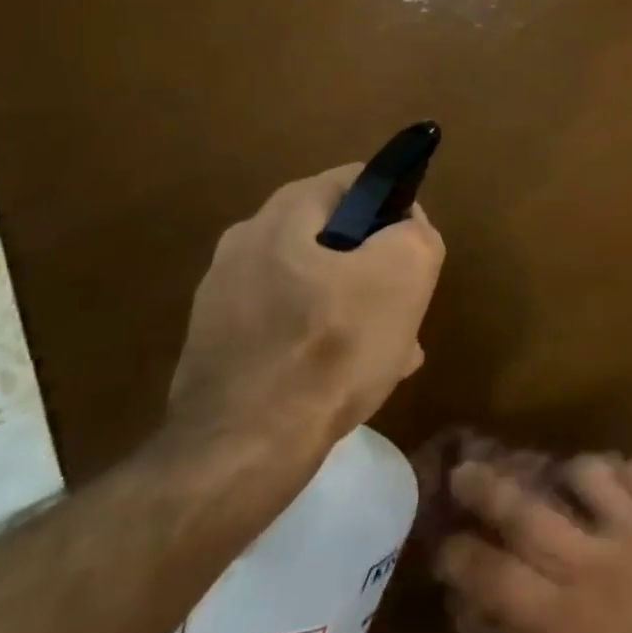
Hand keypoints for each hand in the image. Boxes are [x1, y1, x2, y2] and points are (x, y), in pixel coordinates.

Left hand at [169, 165, 444, 449]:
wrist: (242, 451)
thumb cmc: (332, 348)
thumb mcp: (406, 273)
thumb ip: (416, 232)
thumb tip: (405, 227)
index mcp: (285, 211)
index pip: (359, 181)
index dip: (397, 211)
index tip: (413, 257)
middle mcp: (246, 240)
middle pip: (337, 237)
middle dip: (376, 269)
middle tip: (403, 311)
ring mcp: (223, 294)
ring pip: (314, 286)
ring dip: (353, 309)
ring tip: (386, 354)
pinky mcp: (215, 343)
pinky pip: (285, 325)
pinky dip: (318, 340)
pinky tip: (344, 380)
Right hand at [434, 455, 631, 632]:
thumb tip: (500, 612)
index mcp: (564, 619)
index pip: (496, 576)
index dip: (463, 556)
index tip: (443, 541)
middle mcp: (593, 563)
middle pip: (529, 512)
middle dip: (489, 489)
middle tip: (465, 469)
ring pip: (589, 473)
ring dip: (571, 473)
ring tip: (566, 478)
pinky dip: (629, 471)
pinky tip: (625, 484)